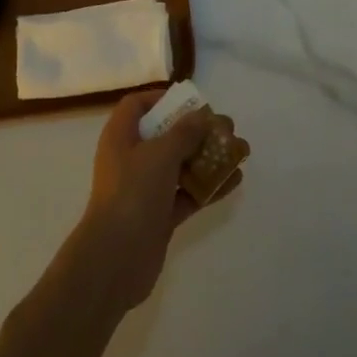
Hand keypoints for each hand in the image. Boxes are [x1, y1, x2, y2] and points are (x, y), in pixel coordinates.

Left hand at [70, 90, 245, 312]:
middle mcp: (130, 159)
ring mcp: (145, 189)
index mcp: (120, 137)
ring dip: (208, 158)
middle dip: (196, 131)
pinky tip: (235, 180)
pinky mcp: (159, 215)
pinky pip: (187, 193)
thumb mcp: (160, 154)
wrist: (116, 258)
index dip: (161, 99)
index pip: (136, 106)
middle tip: (227, 128)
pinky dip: (208, 186)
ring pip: (180, 166)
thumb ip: (184, 132)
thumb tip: (202, 115)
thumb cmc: (133, 193)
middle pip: (165, 136)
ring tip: (240, 152)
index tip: (191, 101)